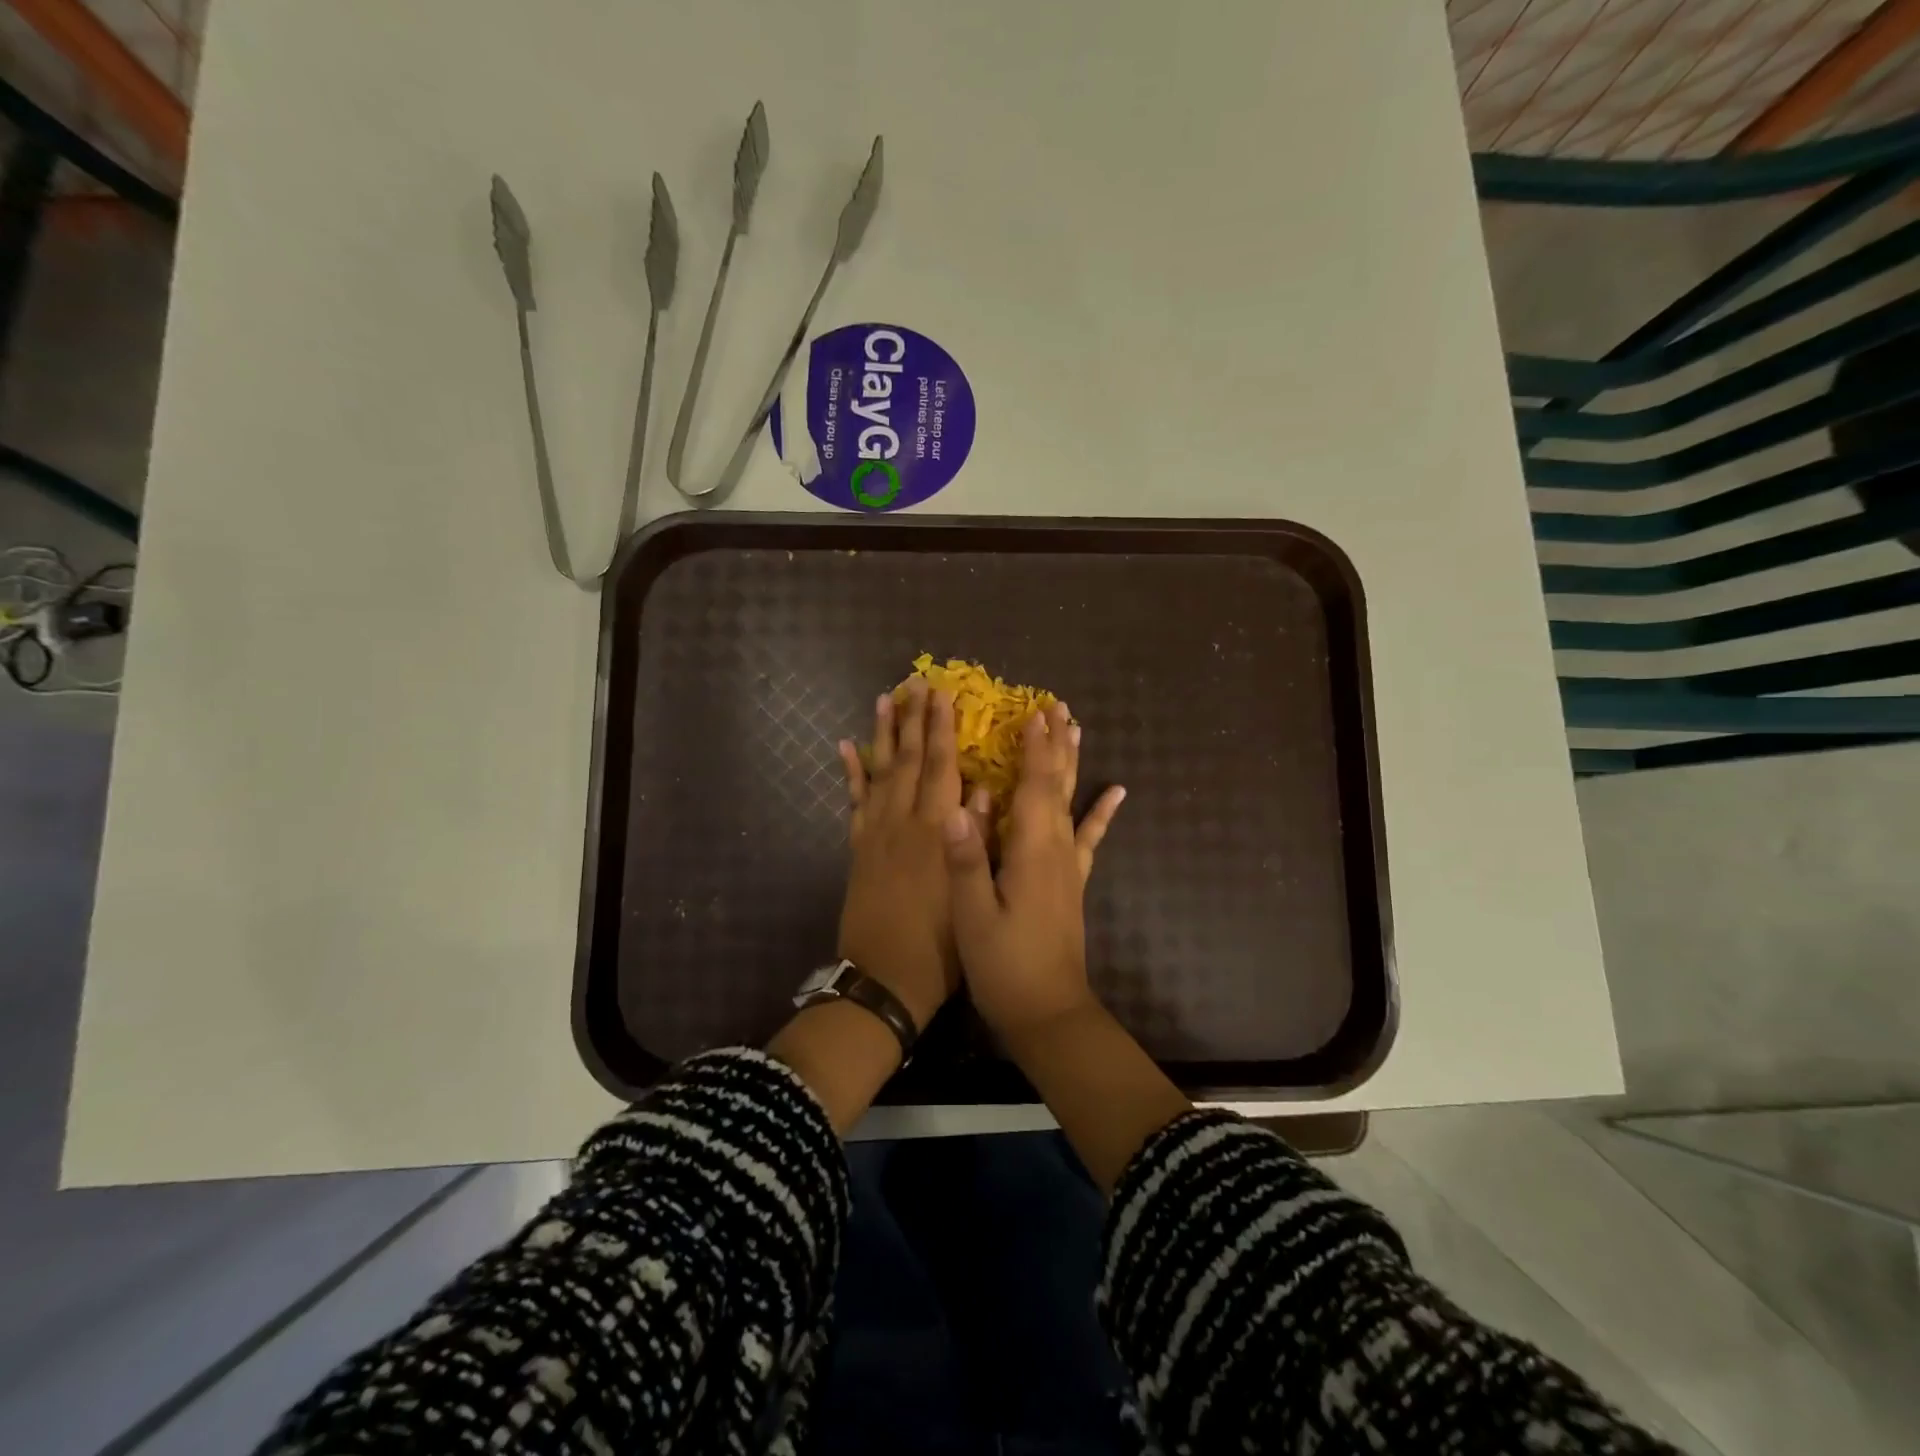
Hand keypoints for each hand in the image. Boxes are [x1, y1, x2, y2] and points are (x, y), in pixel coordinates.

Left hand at [836, 679, 983, 1030]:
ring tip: (884, 699)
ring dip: (883, 734)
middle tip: (915, 682)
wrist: (885, 978)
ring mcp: (876, 832)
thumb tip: (987, 791)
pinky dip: (851, 773)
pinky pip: (853, 802)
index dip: (942, 729)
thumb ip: (979, 840)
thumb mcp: (971, 893)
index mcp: (937, 830)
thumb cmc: (942, 942)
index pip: (942, 767)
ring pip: (880, 772)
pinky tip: (848, 748)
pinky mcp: (858, 847)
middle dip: (914, 719)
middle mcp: (904, 822)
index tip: (943, 695)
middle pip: (909, 759)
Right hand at [943, 700, 1125, 1040]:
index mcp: (1031, 852)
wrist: (1048, 1012)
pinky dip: (1102, 812)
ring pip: (1072, 801)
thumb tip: (957, 807)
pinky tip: (1116, 792)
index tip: (1032, 712)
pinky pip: (1090, 837)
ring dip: (1073, 763)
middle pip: (1057, 784)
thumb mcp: (973, 918)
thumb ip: (967, 862)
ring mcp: (1068, 865)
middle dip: (1055, 744)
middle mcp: (1055, 848)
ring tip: (1076, 730)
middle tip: (1056, 706)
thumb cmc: (1004, 966)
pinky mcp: (1072, 882)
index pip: (1033, 787)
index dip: (1033, 748)